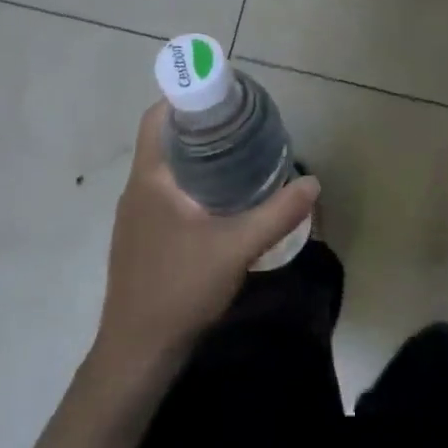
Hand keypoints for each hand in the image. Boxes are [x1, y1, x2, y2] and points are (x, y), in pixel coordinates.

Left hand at [93, 103, 319, 370]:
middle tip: (243, 125)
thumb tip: (312, 182)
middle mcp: (136, 190)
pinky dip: (191, 185)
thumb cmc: (179, 288)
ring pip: (166, 170)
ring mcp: (135, 217)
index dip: (185, 98)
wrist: (138, 352)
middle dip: (201, 128)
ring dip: (197, 158)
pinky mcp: (141, 240)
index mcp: (150, 178)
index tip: (223, 96)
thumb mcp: (236, 248)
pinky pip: (166, 195)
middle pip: (165, 141)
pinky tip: (221, 204)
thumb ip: (277, 213)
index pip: (157, 118)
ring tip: (239, 157)